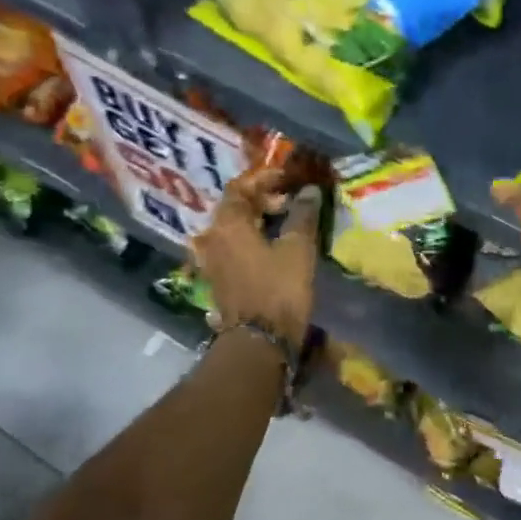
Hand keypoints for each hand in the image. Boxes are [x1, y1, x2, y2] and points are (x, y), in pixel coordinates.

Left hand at [190, 171, 320, 343]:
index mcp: (228, 224)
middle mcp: (212, 238)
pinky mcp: (218, 280)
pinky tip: (270, 247)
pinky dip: (249, 240)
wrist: (259, 341)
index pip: (240, 188)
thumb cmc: (279, 290)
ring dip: (255, 221)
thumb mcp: (297, 249)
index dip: (264, 179)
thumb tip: (309, 192)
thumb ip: (302, 216)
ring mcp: (211, 261)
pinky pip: (232, 248)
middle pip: (233, 208)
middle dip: (260, 200)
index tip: (288, 178)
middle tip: (288, 202)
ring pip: (232, 229)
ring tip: (282, 224)